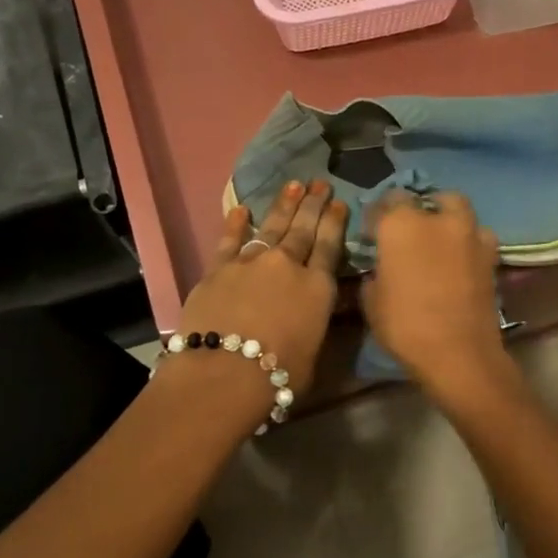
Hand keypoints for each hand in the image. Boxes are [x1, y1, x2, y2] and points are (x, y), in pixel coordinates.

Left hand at [173, 179, 347, 394]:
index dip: (335, 222)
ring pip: (271, 227)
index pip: (330, 246)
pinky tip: (241, 209)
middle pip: (303, 229)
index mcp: (317, 287)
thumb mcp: (314, 350)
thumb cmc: (279, 374)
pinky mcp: (218, 269)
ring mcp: (251, 263)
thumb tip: (314, 309)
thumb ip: (315, 322)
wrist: (224, 372)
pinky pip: (230, 240)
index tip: (339, 202)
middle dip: (313, 205)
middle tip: (320, 183)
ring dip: (283, 205)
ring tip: (294, 185)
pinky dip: (236, 224)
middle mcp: (287, 266)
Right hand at [360, 193, 509, 391]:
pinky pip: (478, 235)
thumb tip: (381, 267)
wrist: (459, 353)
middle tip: (410, 230)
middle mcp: (437, 220)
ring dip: (448, 218)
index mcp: (401, 225)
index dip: (380, 215)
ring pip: (458, 209)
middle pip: (428, 199)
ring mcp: (470, 234)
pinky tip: (461, 258)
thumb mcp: (372, 301)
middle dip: (419, 208)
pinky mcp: (491, 254)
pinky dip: (469, 240)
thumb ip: (375, 273)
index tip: (375, 232)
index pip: (388, 200)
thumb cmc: (405, 326)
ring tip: (440, 239)